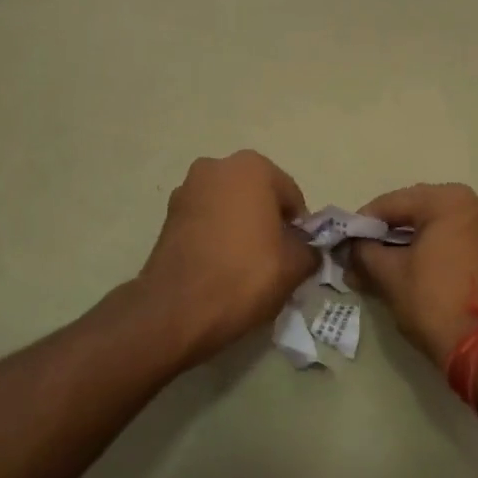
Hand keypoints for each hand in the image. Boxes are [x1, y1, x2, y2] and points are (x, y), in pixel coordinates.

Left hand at [136, 151, 317, 367]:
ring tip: (244, 267)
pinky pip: (205, 222)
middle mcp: (217, 167)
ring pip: (229, 208)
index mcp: (252, 168)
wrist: (176, 309)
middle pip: (258, 197)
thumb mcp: (295, 266)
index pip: (291, 197)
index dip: (298, 228)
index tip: (295, 256)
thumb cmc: (244, 275)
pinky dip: (216, 237)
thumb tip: (307, 250)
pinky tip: (220, 268)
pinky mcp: (167, 216)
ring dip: (240, 228)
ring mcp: (187, 189)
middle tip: (273, 260)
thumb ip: (310, 249)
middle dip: (267, 222)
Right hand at [351, 183, 477, 369]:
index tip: (342, 241)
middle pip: (413, 211)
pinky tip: (402, 269)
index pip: (392, 203)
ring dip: (402, 244)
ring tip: (374, 267)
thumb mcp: (390, 275)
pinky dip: (425, 250)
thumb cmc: (434, 302)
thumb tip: (350, 248)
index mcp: (449, 201)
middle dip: (383, 234)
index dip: (362, 222)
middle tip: (357, 254)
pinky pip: (450, 238)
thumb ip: (364, 252)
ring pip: (432, 226)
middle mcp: (473, 203)